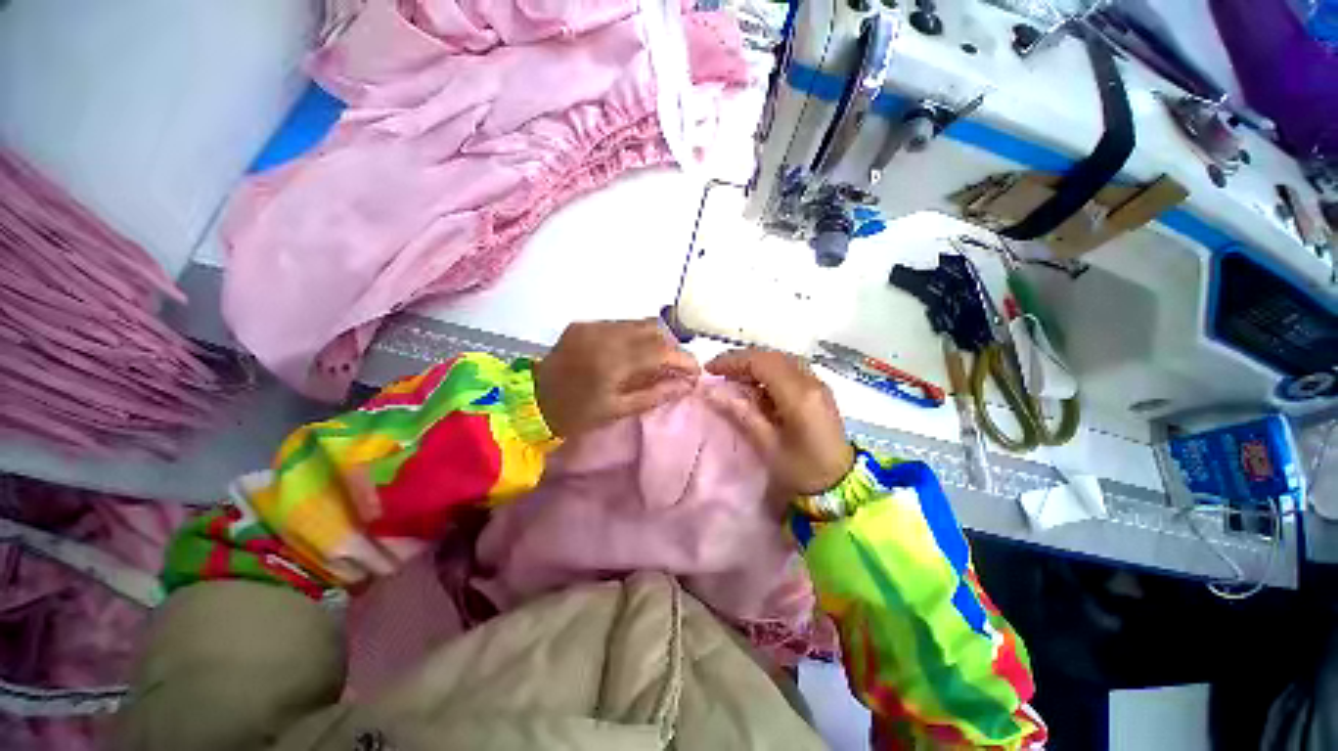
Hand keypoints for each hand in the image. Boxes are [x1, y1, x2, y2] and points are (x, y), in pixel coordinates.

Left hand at [535, 319, 699, 437]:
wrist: (532, 402)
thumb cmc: (577, 413)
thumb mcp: (618, 410)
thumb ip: (656, 394)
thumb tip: (687, 385)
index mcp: (612, 361)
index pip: (661, 351)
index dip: (683, 359)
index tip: (696, 372)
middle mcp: (604, 335)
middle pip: (654, 330)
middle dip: (671, 347)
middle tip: (676, 367)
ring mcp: (592, 326)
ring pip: (638, 323)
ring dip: (655, 340)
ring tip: (657, 361)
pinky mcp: (583, 324)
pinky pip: (620, 324)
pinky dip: (635, 336)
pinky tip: (632, 353)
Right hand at [704, 348, 853, 494]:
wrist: (842, 485)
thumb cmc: (802, 470)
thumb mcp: (768, 445)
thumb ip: (742, 413)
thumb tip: (714, 391)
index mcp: (799, 395)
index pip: (761, 362)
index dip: (733, 361)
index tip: (710, 369)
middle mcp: (811, 381)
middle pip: (771, 357)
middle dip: (742, 361)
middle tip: (719, 373)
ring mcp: (818, 384)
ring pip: (781, 360)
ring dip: (755, 365)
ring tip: (733, 378)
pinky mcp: (819, 390)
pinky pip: (790, 370)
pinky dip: (769, 372)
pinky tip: (756, 387)